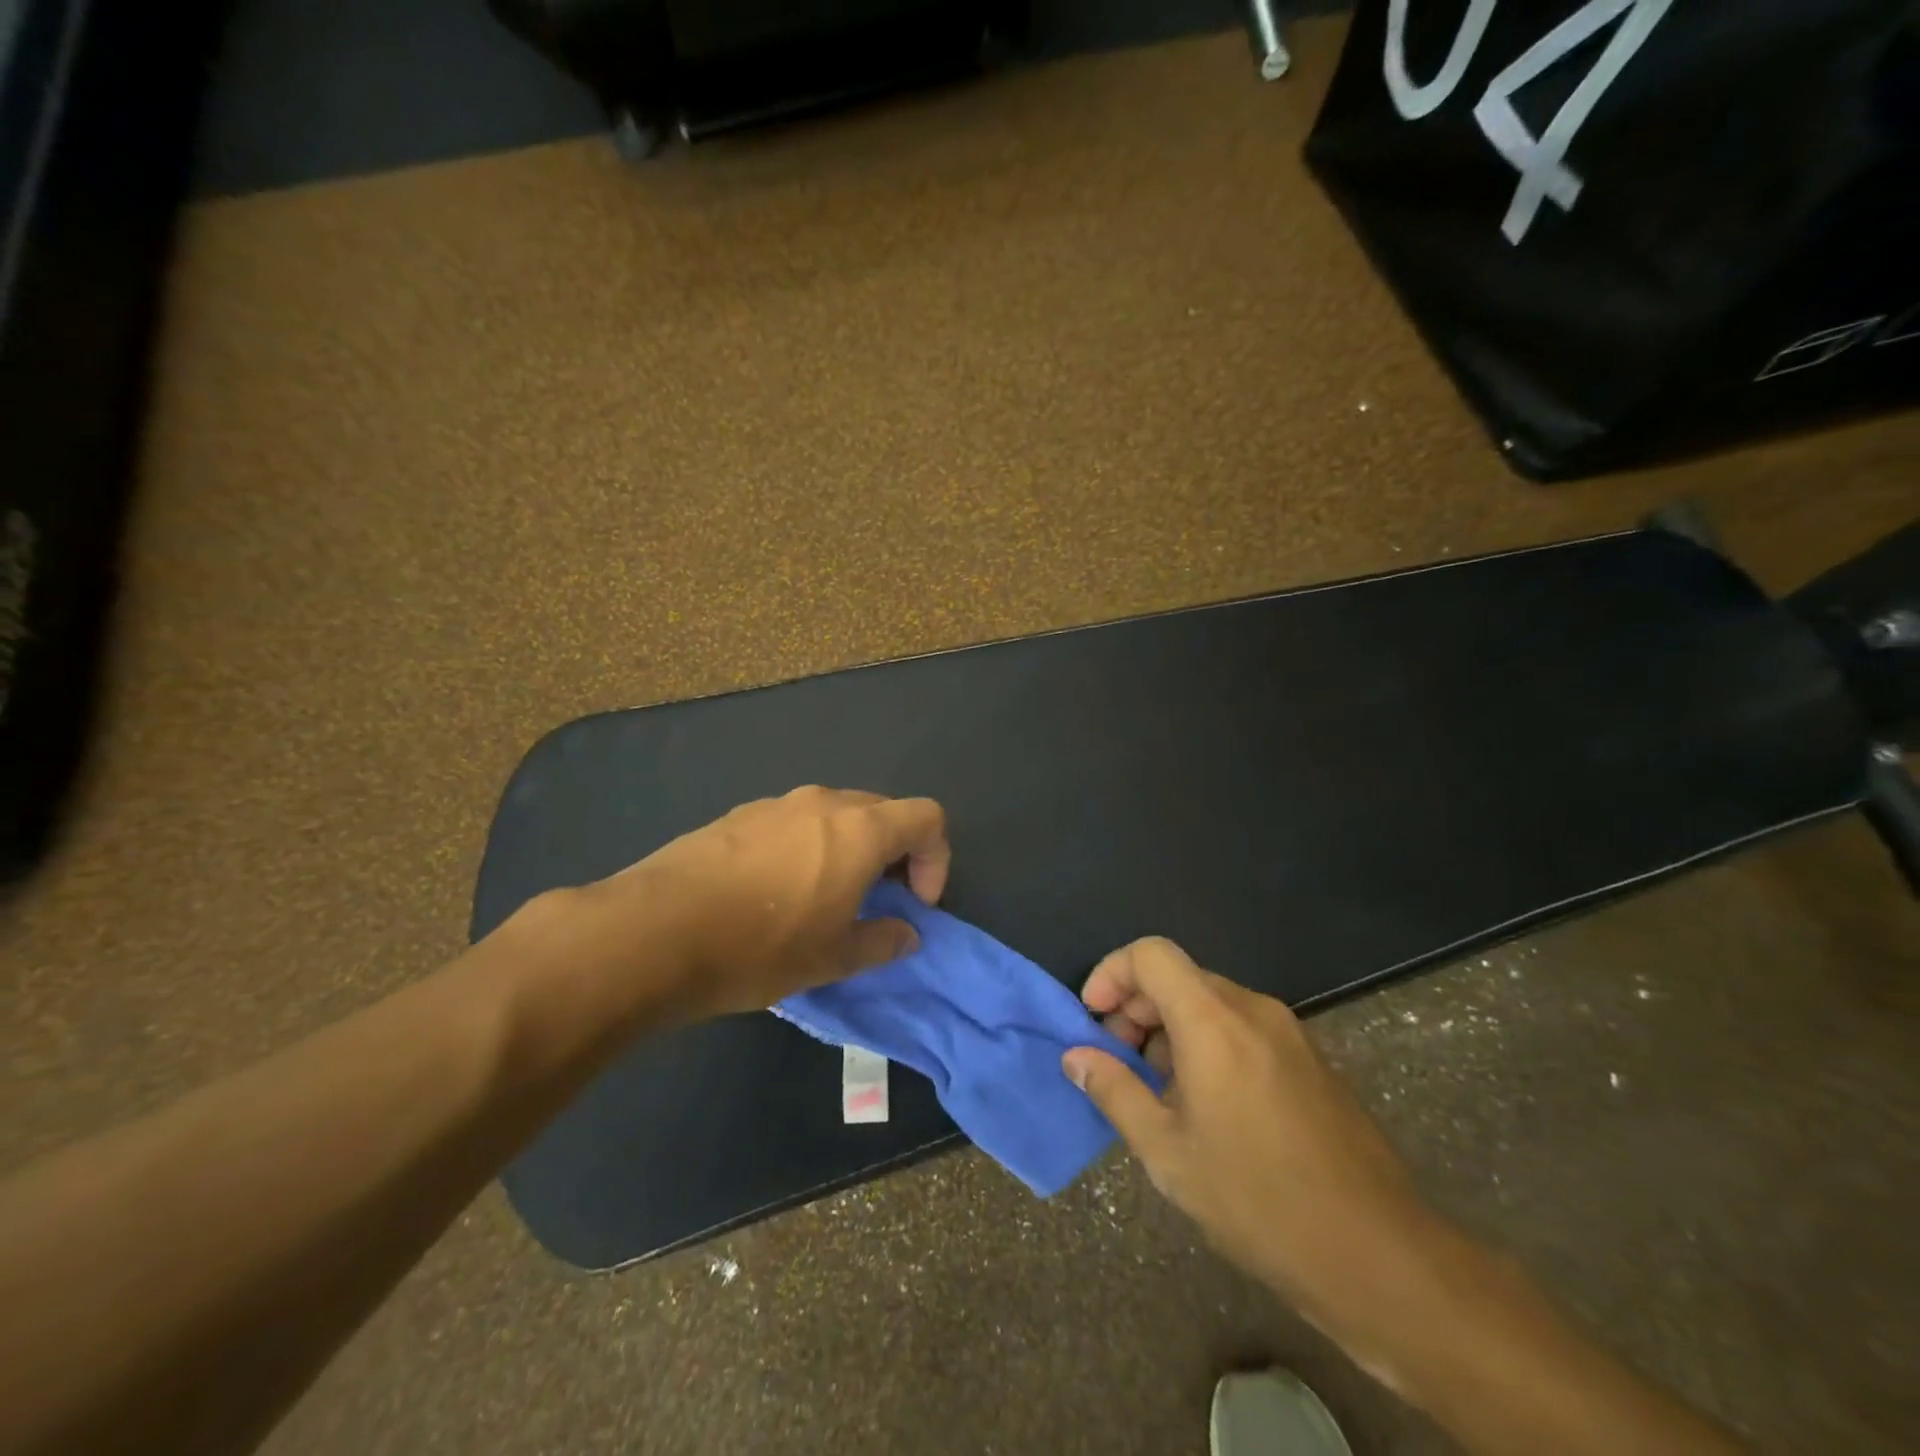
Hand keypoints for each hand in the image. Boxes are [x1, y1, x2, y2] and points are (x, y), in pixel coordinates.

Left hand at [580, 786, 949, 1019]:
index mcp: (860, 829)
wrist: (654, 932)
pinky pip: (794, 822)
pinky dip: (808, 847)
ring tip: (824, 898)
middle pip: (883, 811)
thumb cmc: (760, 947)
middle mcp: (824, 803)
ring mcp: (777, 803)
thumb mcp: (832, 959)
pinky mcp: (739, 815)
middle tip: (877, 901)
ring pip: (836, 815)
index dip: (935, 859)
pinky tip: (774, 892)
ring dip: (850, 849)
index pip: (927, 817)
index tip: (915, 903)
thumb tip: (907, 934)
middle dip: (894, 854)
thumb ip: (882, 941)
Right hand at [1062, 938, 1430, 1327]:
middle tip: (1118, 1060)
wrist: (1380, 1256)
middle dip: (1137, 1007)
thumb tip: (1076, 1056)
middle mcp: (1253, 1010)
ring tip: (1157, 1089)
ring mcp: (1289, 1033)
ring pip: (1211, 1002)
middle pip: (1180, 977)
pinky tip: (1205, 1105)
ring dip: (1171, 1028)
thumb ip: (1114, 1090)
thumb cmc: (1258, 1200)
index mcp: (1214, 1021)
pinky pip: (1243, 1028)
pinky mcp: (1311, 1060)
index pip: (1151, 954)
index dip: (1112, 973)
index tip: (1094, 1019)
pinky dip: (1207, 1043)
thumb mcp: (1167, 1152)